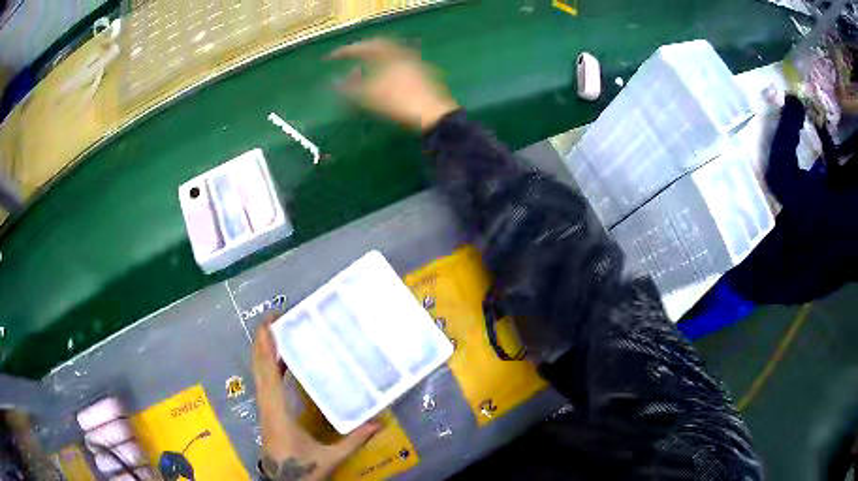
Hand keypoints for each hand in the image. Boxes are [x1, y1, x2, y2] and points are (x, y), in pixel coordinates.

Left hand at [253, 316, 380, 480]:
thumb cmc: (302, 469)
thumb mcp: (330, 457)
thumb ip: (354, 440)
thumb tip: (379, 423)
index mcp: (277, 412)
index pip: (267, 373)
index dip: (266, 348)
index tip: (269, 323)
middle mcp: (267, 405)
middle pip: (259, 368)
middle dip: (263, 341)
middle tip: (275, 318)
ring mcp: (265, 409)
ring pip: (259, 374)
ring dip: (265, 352)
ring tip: (278, 331)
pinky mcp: (267, 412)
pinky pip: (265, 383)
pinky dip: (269, 367)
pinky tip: (283, 361)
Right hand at [329, 38, 459, 131]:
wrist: (435, 115)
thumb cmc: (399, 103)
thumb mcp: (369, 96)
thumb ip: (349, 88)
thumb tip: (334, 81)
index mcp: (389, 53)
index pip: (362, 47)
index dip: (343, 52)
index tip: (329, 58)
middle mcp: (402, 52)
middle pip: (378, 46)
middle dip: (360, 52)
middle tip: (348, 57)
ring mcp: (414, 62)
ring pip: (389, 55)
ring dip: (373, 60)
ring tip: (362, 70)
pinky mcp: (422, 74)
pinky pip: (398, 64)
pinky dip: (384, 68)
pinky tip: (381, 80)